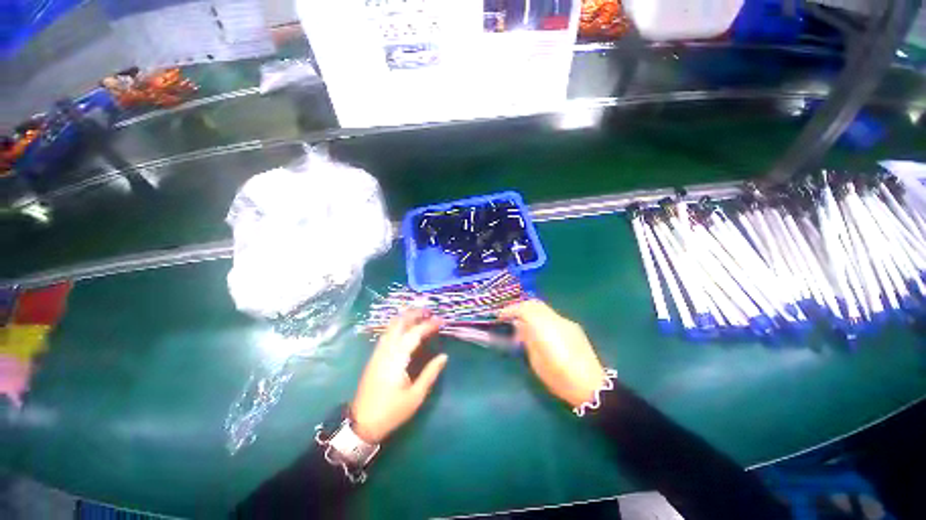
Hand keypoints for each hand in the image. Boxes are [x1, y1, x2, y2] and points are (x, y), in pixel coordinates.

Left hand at [351, 310, 447, 442]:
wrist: (361, 423)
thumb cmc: (391, 411)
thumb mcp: (415, 396)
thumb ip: (430, 373)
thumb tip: (444, 356)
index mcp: (397, 359)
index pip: (415, 333)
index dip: (429, 325)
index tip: (441, 321)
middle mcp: (386, 350)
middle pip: (399, 323)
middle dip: (414, 313)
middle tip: (429, 311)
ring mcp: (378, 352)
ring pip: (391, 326)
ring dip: (405, 317)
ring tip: (420, 316)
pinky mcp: (374, 356)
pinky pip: (387, 333)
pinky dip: (398, 325)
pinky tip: (406, 328)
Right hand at [500, 300, 605, 407]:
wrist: (592, 386)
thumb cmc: (559, 377)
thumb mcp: (536, 361)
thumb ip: (527, 339)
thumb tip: (519, 325)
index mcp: (545, 328)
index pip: (524, 309)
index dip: (510, 309)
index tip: (500, 315)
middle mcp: (556, 319)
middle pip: (535, 303)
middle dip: (520, 306)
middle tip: (510, 315)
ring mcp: (566, 322)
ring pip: (544, 308)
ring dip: (531, 311)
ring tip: (523, 322)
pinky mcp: (573, 327)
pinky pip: (552, 316)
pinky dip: (541, 317)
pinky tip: (540, 330)